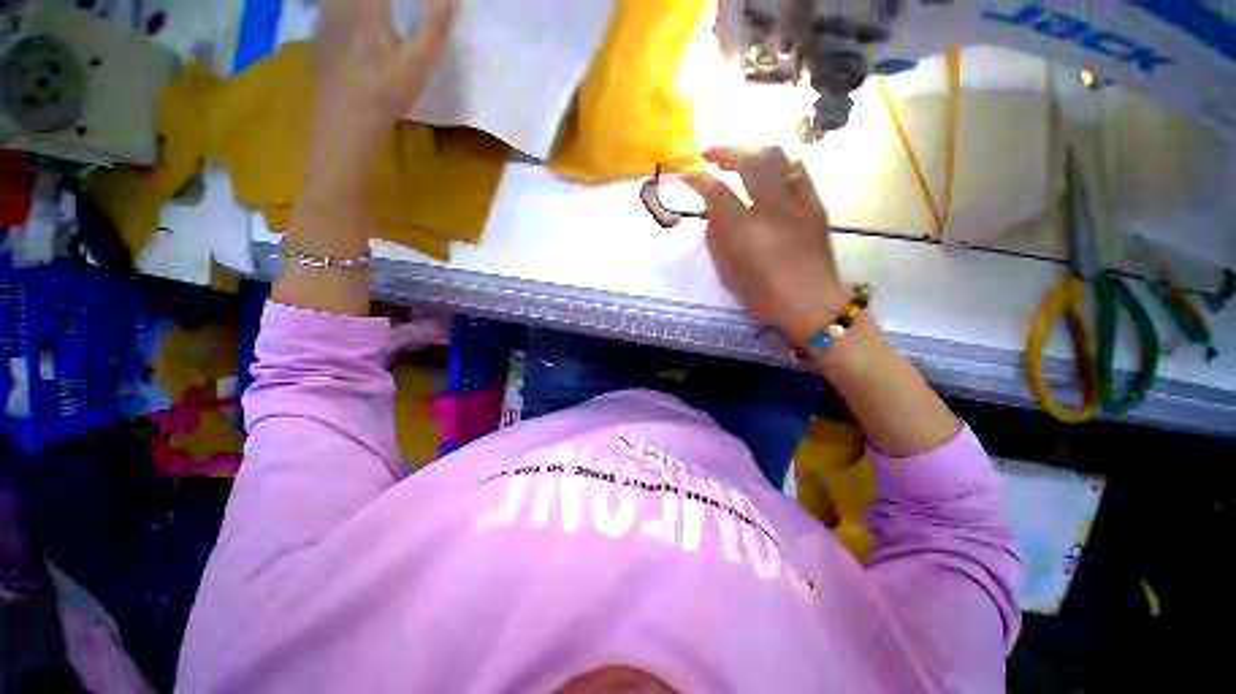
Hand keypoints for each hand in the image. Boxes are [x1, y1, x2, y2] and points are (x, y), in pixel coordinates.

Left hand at [307, 0, 453, 172]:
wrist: (346, 119)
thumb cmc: (386, 92)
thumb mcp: (418, 63)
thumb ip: (433, 25)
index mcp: (367, 5)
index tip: (415, 2)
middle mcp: (341, 3)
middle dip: (383, 3)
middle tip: (394, 9)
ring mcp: (324, 16)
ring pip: (336, 0)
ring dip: (360, 7)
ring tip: (379, 15)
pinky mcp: (317, 33)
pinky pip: (326, 8)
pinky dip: (341, 9)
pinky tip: (351, 22)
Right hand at [684, 147, 847, 345]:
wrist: (811, 303)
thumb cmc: (763, 296)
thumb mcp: (728, 273)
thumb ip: (716, 238)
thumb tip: (712, 211)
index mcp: (744, 232)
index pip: (716, 192)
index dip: (697, 178)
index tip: (686, 173)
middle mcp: (770, 210)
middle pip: (748, 162)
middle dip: (725, 151)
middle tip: (709, 153)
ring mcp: (797, 204)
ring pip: (777, 159)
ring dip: (752, 152)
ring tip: (739, 158)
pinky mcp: (815, 206)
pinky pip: (799, 173)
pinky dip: (780, 166)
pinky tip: (772, 172)